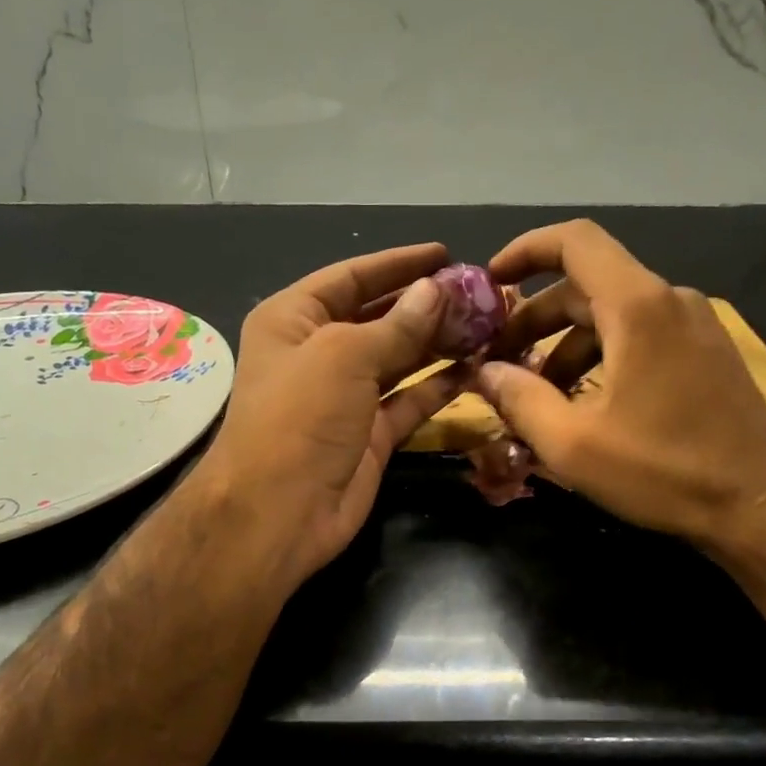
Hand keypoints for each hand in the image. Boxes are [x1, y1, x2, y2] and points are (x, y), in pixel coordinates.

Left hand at [193, 243, 463, 587]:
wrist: (279, 512)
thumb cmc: (299, 417)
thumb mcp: (344, 356)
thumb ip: (396, 325)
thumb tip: (435, 292)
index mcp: (294, 320)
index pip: (351, 277)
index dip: (397, 264)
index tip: (444, 253)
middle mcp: (319, 353)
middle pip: (379, 317)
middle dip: (425, 305)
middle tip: (478, 293)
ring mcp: (347, 396)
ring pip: (400, 359)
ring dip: (438, 343)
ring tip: (486, 324)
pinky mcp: (372, 434)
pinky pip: (410, 400)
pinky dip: (440, 386)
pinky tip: (475, 367)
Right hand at [476, 219, 765, 547]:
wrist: (757, 505)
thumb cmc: (661, 471)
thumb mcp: (572, 443)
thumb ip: (518, 398)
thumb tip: (484, 372)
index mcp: (638, 307)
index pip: (575, 241)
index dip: (525, 250)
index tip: (491, 281)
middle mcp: (670, 300)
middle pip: (588, 285)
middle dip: (536, 320)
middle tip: (500, 362)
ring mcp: (695, 325)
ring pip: (613, 316)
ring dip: (566, 347)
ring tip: (539, 397)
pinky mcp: (707, 352)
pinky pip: (641, 336)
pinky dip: (602, 356)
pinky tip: (585, 404)